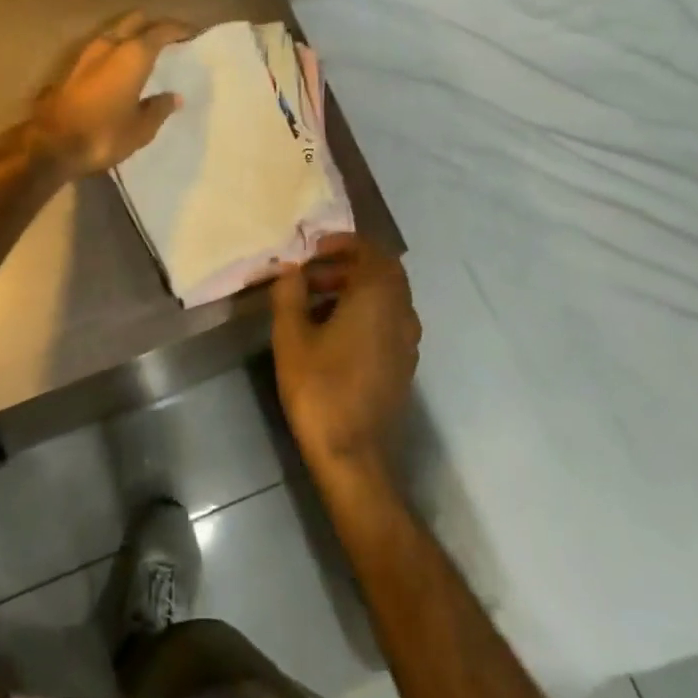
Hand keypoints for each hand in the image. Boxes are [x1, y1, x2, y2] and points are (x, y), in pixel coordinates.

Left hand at [29, 11, 190, 178]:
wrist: (51, 145)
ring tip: (146, 53)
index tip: (193, 34)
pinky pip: (101, 49)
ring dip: (131, 37)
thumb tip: (173, 97)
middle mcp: (110, 45)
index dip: (179, 29)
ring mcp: (86, 54)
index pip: (161, 30)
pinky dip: (115, 51)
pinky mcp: (71, 68)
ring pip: (115, 32)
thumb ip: (159, 107)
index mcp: (133, 54)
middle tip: (169, 40)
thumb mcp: (141, 128)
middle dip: (153, 26)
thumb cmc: (104, 134)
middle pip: (135, 21)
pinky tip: (122, 68)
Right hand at [271, 234, 421, 480]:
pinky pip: (388, 320)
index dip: (342, 243)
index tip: (313, 249)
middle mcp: (401, 312)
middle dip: (346, 265)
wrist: (352, 454)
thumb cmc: (319, 388)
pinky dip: (364, 311)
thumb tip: (290, 270)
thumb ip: (289, 294)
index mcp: (377, 297)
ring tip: (313, 301)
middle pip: (382, 272)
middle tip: (310, 274)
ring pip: (385, 297)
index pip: (371, 250)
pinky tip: (332, 331)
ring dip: (353, 288)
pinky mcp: (404, 363)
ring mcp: (408, 340)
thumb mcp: (290, 336)